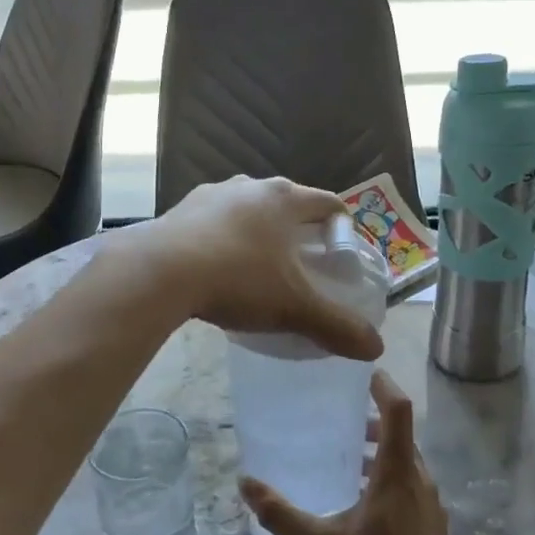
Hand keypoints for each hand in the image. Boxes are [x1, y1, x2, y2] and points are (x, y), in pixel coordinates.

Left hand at [138, 175, 382, 360]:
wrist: (158, 272)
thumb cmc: (238, 279)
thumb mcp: (293, 308)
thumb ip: (336, 326)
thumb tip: (376, 348)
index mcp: (284, 199)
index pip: (328, 202)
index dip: (342, 226)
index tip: (342, 255)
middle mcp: (250, 186)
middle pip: (287, 203)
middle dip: (298, 230)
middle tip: (304, 265)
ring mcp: (211, 194)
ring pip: (248, 209)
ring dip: (258, 232)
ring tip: (259, 268)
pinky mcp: (180, 209)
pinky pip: (214, 221)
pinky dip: (224, 239)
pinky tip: (217, 268)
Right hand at [242, 371, 457, 534]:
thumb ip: (281, 514)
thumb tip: (245, 482)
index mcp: (398, 475)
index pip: (399, 411)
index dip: (382, 385)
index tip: (360, 371)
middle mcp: (420, 482)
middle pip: (402, 433)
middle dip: (373, 419)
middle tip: (337, 415)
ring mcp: (431, 505)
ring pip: (406, 460)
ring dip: (380, 450)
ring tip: (345, 456)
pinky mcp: (432, 526)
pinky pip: (411, 483)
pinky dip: (389, 474)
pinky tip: (361, 499)